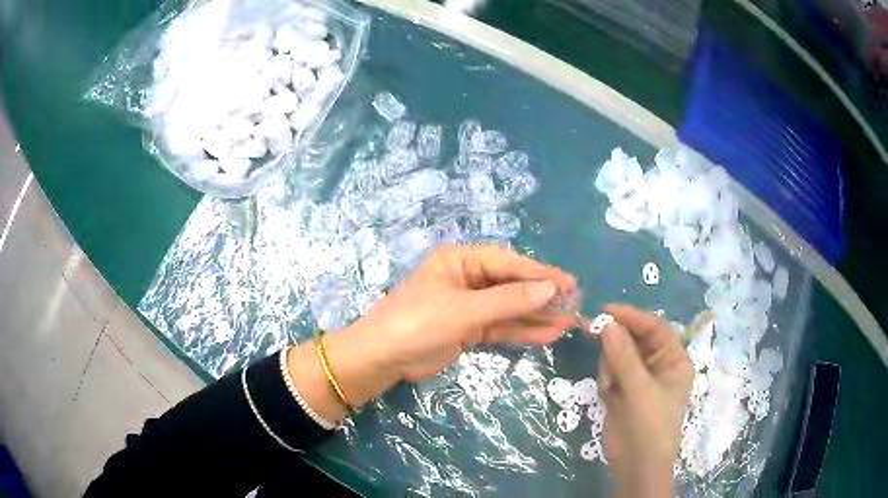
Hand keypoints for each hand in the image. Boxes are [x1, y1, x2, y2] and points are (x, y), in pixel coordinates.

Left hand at [290, 244, 576, 422]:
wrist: (382, 358)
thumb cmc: (417, 323)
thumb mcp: (463, 310)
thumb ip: (507, 301)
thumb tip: (550, 289)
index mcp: (460, 260)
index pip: (508, 263)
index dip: (539, 274)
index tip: (568, 284)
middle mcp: (467, 278)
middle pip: (512, 285)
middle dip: (542, 296)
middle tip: (574, 304)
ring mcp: (469, 305)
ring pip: (509, 308)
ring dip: (536, 315)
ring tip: (568, 321)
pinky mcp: (468, 328)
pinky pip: (500, 327)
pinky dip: (521, 331)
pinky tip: (547, 334)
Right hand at [597, 305, 693, 497]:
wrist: (636, 466)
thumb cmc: (650, 425)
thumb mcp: (640, 390)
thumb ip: (623, 356)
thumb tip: (606, 323)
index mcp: (674, 360)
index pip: (655, 328)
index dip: (633, 316)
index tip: (606, 310)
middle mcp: (658, 365)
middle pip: (634, 339)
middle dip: (616, 338)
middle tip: (591, 329)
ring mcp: (639, 378)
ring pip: (618, 354)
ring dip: (610, 364)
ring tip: (609, 386)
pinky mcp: (622, 391)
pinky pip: (610, 372)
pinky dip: (606, 378)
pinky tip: (608, 394)